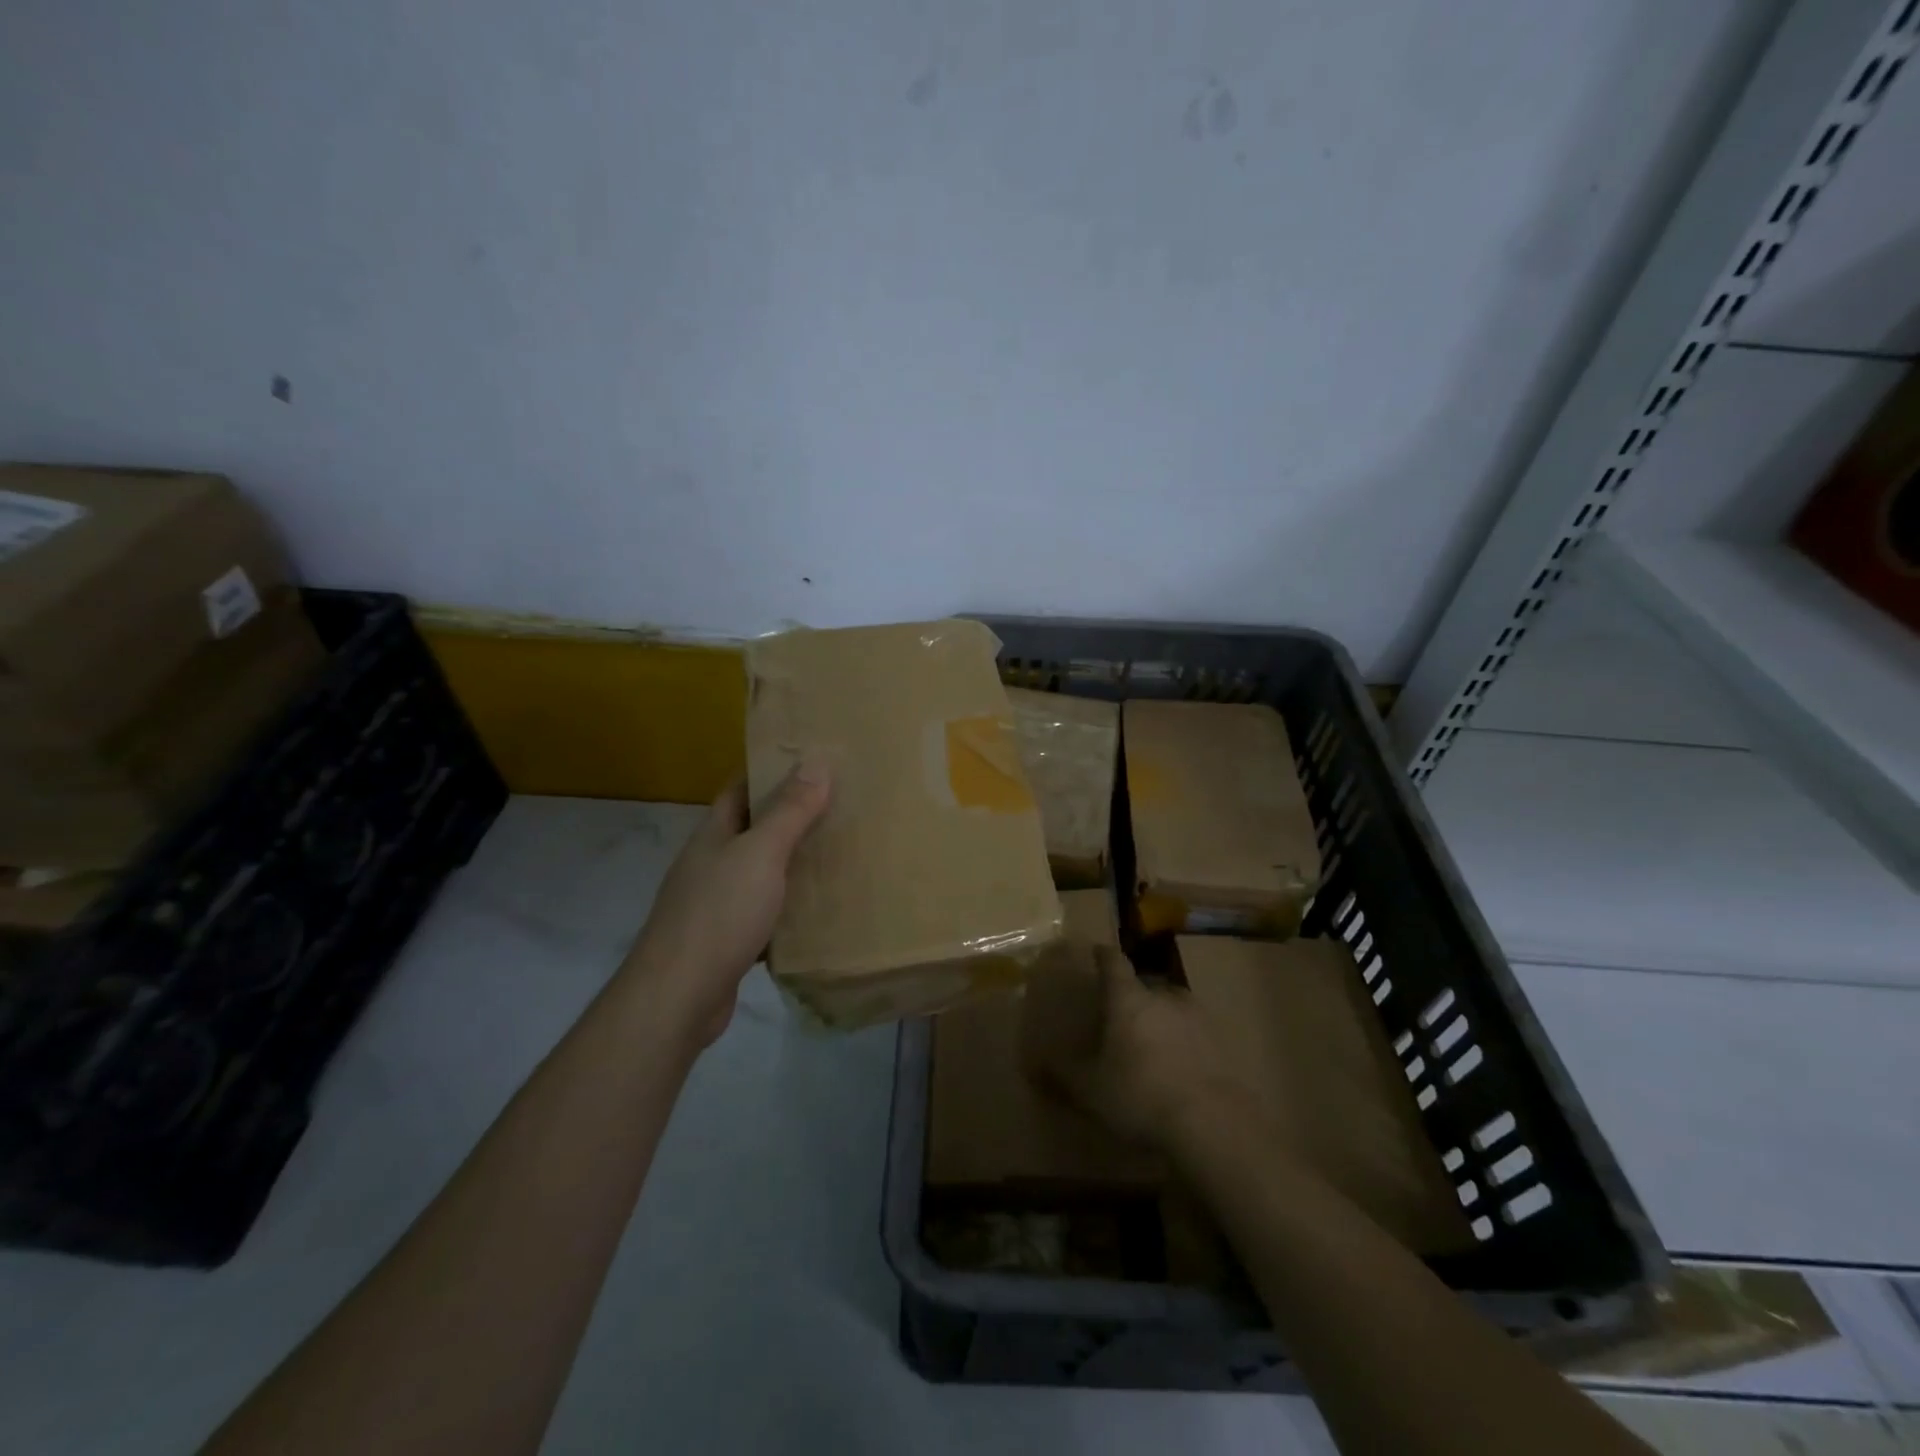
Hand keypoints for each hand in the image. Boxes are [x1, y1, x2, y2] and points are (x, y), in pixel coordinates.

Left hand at [623, 761, 830, 1047]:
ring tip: (837, 852)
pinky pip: (764, 912)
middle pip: (753, 829)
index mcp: (713, 834)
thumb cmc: (720, 913)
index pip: (740, 788)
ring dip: (792, 863)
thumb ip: (789, 811)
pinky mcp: (726, 940)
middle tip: (840, 806)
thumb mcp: (761, 854)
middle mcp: (710, 863)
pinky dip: (789, 907)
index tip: (812, 761)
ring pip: (761, 872)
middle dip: (791, 816)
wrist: (678, 996)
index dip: (771, 771)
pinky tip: (818, 910)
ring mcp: (715, 903)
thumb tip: (815, 761)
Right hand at [1022, 945, 1255, 1150]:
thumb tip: (1033, 1063)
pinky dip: (1184, 1043)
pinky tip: (1178, 1069)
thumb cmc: (1139, 1095)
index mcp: (1128, 998)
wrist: (1212, 1124)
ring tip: (1151, 1046)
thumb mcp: (1090, 1089)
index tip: (1096, 952)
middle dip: (1132, 997)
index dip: (1103, 955)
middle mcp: (1163, 995)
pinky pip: (1194, 1034)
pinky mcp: (1222, 1042)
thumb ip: (1062, 1073)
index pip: (1113, 962)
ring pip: (1172, 1008)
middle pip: (1144, 985)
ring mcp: (1197, 1017)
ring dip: (1161, 1019)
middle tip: (1120, 1017)